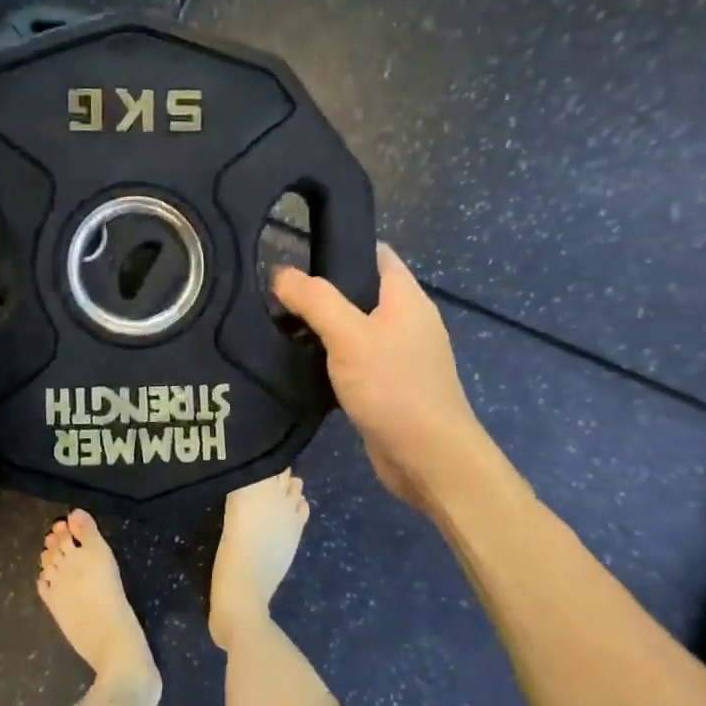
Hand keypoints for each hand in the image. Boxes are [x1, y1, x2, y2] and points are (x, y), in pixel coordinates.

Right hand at [273, 244, 488, 510]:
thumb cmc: (394, 387)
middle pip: (361, 291)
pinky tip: (301, 364)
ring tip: (280, 325)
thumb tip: (280, 273)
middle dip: (321, 290)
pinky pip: (355, 359)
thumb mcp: (349, 335)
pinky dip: (331, 358)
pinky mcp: (388, 385)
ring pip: (355, 328)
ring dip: (323, 327)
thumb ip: (315, 300)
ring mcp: (399, 355)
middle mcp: (406, 320)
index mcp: (406, 297)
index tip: (296, 252)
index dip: (339, 246)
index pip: (375, 253)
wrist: (428, 458)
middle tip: (276, 294)